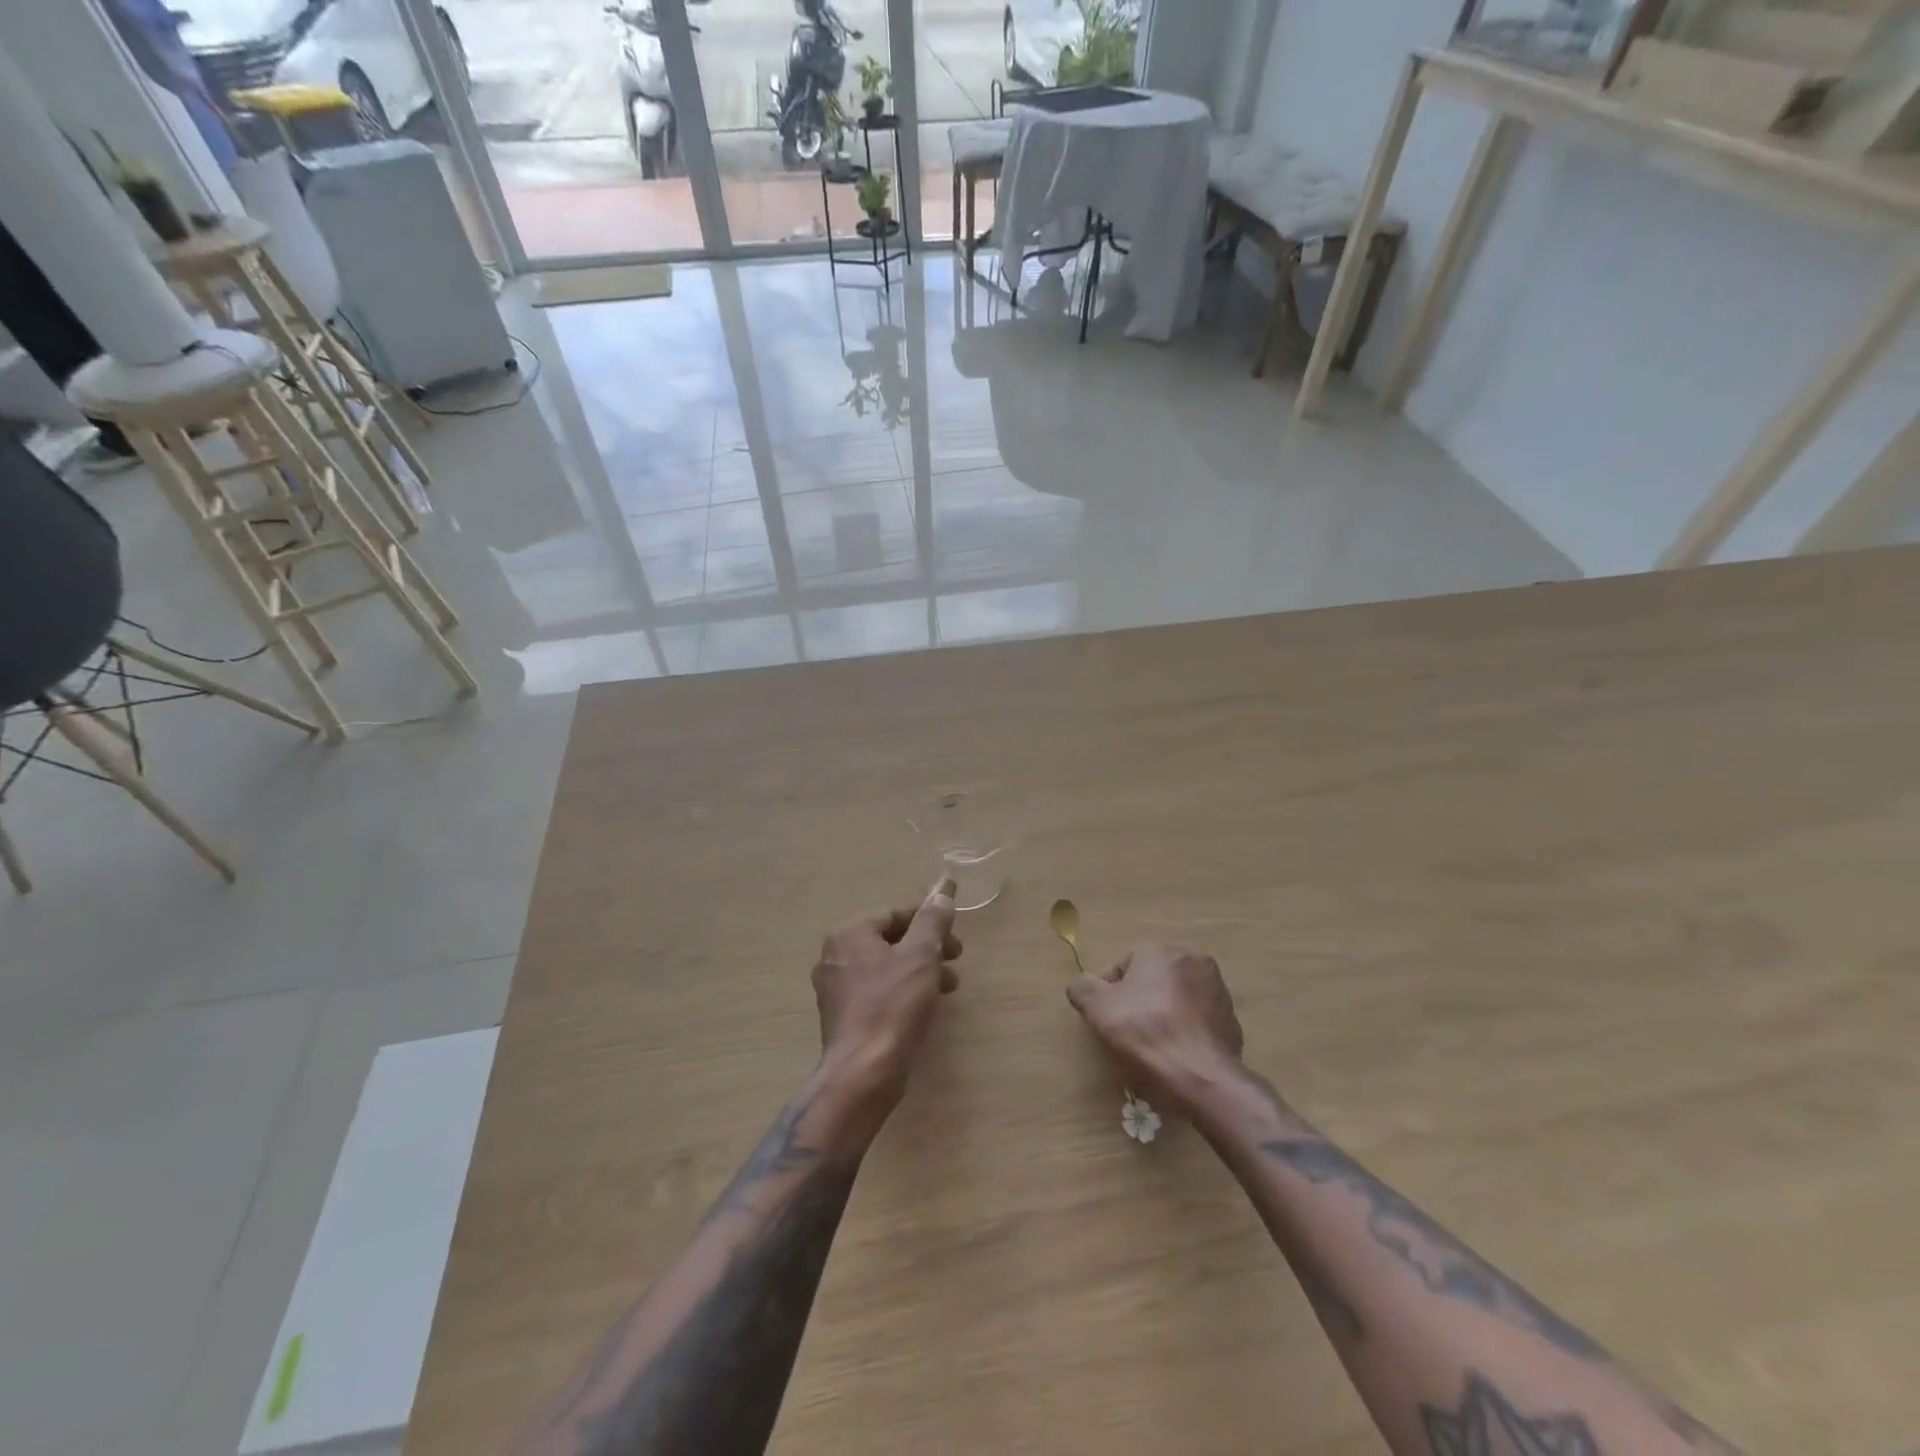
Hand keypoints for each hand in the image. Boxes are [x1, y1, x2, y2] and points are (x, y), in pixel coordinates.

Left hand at [811, 879, 961, 1113]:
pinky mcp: (842, 1016)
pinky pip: (877, 991)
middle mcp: (835, 955)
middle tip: (955, 959)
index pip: (895, 913)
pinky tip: (924, 1006)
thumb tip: (941, 894)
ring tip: (948, 987)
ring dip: (919, 970)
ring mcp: (835, 988)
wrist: (862, 1072)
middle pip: (890, 939)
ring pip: (886, 967)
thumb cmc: (892, 1005)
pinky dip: (902, 991)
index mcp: (849, 933)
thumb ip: (932, 922)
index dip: (928, 919)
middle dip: (927, 947)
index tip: (955, 934)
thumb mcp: (921, 956)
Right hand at [1066, 943, 1244, 1115]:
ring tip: (1153, 1046)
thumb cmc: (1146, 1032)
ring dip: (1164, 1014)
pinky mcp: (1232, 1019)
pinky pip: (1198, 1020)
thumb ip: (1082, 987)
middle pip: (1152, 980)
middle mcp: (1193, 959)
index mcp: (1160, 950)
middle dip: (1139, 1001)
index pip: (1122, 966)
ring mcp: (1218, 989)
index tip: (1106, 1019)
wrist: (1201, 1076)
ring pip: (1177, 998)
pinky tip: (1177, 1054)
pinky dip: (1186, 1031)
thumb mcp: (1098, 1008)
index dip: (1108, 993)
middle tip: (1127, 1032)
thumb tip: (1081, 984)